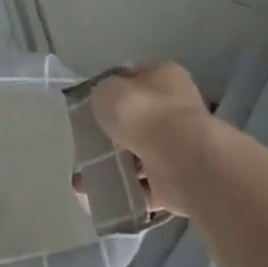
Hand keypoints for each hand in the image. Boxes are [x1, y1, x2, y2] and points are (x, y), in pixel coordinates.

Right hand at [87, 64, 211, 215]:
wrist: (179, 161)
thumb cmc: (142, 114)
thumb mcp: (107, 89)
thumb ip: (102, 92)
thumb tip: (106, 101)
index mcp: (165, 76)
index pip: (135, 77)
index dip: (112, 89)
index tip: (91, 105)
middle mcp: (177, 107)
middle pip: (138, 117)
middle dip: (114, 130)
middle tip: (87, 140)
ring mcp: (181, 144)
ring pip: (141, 150)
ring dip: (117, 162)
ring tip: (86, 171)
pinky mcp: (178, 178)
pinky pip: (144, 181)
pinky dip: (125, 186)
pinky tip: (100, 189)